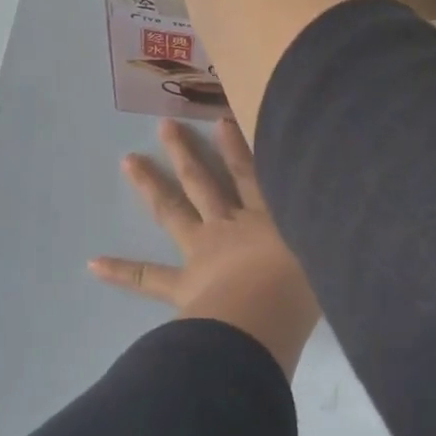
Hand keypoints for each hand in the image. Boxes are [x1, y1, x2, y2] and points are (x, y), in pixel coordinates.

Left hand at [90, 117, 320, 376]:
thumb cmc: (305, 286)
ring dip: (150, 186)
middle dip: (185, 153)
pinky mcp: (184, 286)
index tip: (220, 118)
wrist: (268, 317)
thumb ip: (330, 232)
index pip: (251, 172)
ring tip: (128, 161)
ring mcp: (202, 253)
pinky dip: (122, 272)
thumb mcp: (330, 250)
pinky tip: (92, 265)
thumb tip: (343, 216)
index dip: (236, 145)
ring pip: (173, 212)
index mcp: (267, 218)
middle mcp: (230, 227)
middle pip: (203, 182)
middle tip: (164, 126)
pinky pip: (148, 279)